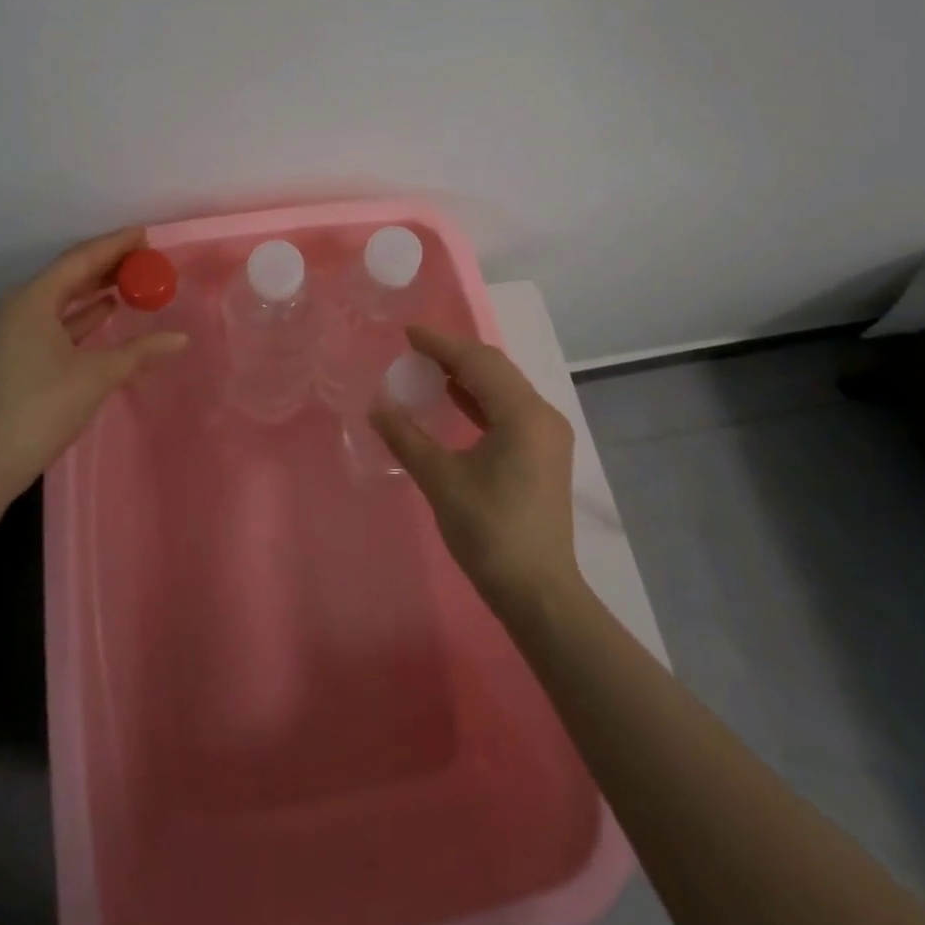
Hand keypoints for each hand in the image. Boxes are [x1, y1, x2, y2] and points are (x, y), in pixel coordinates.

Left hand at [0, 227, 186, 501]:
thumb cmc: (42, 408)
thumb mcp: (96, 376)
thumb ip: (140, 352)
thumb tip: (180, 338)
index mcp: (33, 300)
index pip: (81, 259)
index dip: (115, 244)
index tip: (145, 233)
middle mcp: (20, 307)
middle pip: (70, 274)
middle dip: (108, 264)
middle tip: (145, 256)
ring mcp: (15, 331)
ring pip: (63, 297)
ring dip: (96, 288)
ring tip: (133, 278)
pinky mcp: (17, 353)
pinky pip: (56, 319)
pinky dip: (83, 314)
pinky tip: (108, 311)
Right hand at [371, 326, 580, 611]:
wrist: (538, 592)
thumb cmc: (489, 532)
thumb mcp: (441, 480)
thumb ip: (407, 437)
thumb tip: (377, 406)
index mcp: (522, 413)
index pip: (477, 362)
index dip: (440, 344)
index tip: (408, 333)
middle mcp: (542, 414)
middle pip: (495, 368)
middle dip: (454, 354)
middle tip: (415, 349)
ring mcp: (547, 434)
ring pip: (504, 387)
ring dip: (468, 375)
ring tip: (428, 367)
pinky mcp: (544, 452)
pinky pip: (509, 408)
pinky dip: (480, 398)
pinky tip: (454, 399)